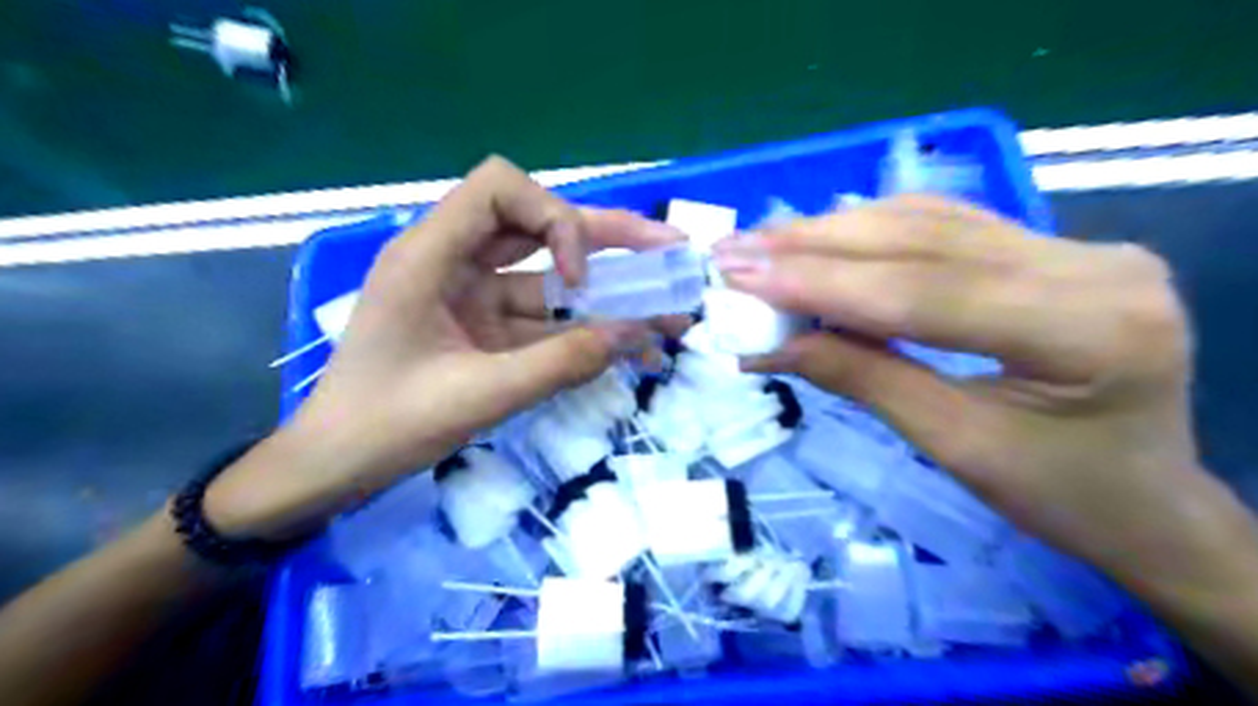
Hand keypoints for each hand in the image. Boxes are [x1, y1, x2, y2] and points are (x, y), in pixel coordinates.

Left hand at [202, 157, 683, 538]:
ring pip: (548, 276)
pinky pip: (543, 320)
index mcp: (430, 256)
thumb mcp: (478, 396)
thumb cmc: (385, 427)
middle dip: (607, 238)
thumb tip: (633, 335)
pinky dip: (584, 331)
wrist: (335, 468)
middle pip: (538, 226)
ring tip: (668, 304)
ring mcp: (472, 298)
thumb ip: (559, 364)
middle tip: (669, 248)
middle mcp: (454, 264)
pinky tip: (630, 345)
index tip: (577, 278)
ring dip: (607, 290)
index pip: (500, 190)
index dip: (553, 218)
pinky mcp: (484, 330)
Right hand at [710, 195, 1250, 596]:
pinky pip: (946, 226)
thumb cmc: (1064, 496)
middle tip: (735, 251)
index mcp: (1088, 327)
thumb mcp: (956, 447)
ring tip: (764, 244)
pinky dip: (874, 231)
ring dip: (835, 232)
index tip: (740, 276)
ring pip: (929, 222)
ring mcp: (1076, 246)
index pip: (923, 291)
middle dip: (814, 247)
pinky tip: (824, 236)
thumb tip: (770, 346)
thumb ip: (863, 380)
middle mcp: (1091, 264)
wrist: (1149, 500)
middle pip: (922, 242)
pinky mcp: (1052, 248)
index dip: (821, 283)